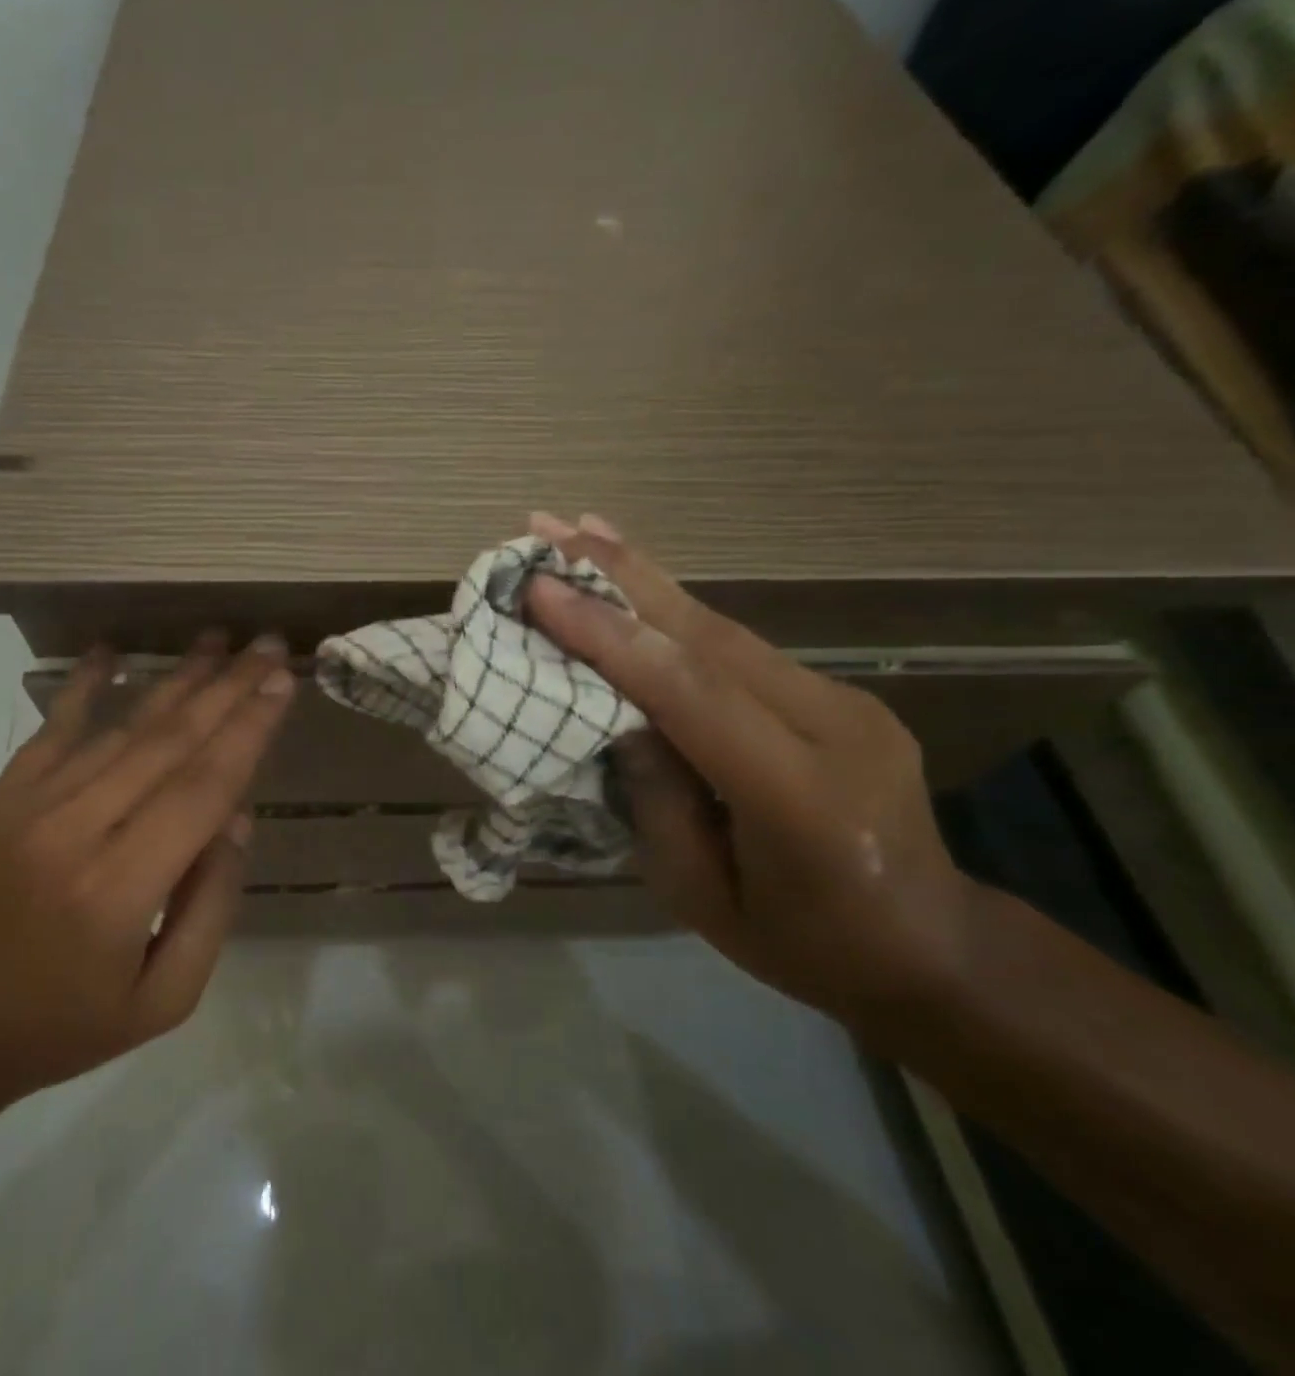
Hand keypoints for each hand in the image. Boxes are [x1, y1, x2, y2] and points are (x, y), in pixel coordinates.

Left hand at [0, 633, 295, 1097]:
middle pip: (168, 742)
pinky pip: (52, 729)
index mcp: (119, 889)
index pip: (202, 788)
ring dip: (175, 681)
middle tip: (268, 645)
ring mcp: (29, 806)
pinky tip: (109, 649)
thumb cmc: (58, 1028)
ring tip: (217, 641)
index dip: (248, 730)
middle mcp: (75, 831)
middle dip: (227, 688)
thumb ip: (210, 907)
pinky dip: (83, 685)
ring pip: (120, 727)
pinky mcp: (0, 797)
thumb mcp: (163, 1001)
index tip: (283, 684)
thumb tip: (236, 817)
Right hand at [526, 515, 981, 1025]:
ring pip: (720, 626)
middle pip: (708, 635)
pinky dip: (675, 608)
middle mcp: (834, 726)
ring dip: (642, 576)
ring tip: (577, 528)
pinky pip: (738, 643)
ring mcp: (843, 700)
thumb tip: (620, 713)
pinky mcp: (835, 692)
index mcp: (800, 795)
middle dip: (619, 574)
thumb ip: (657, 800)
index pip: (690, 693)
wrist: (930, 945)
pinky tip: (637, 578)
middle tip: (545, 525)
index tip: (539, 590)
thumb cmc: (802, 945)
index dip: (610, 635)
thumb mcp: (700, 898)